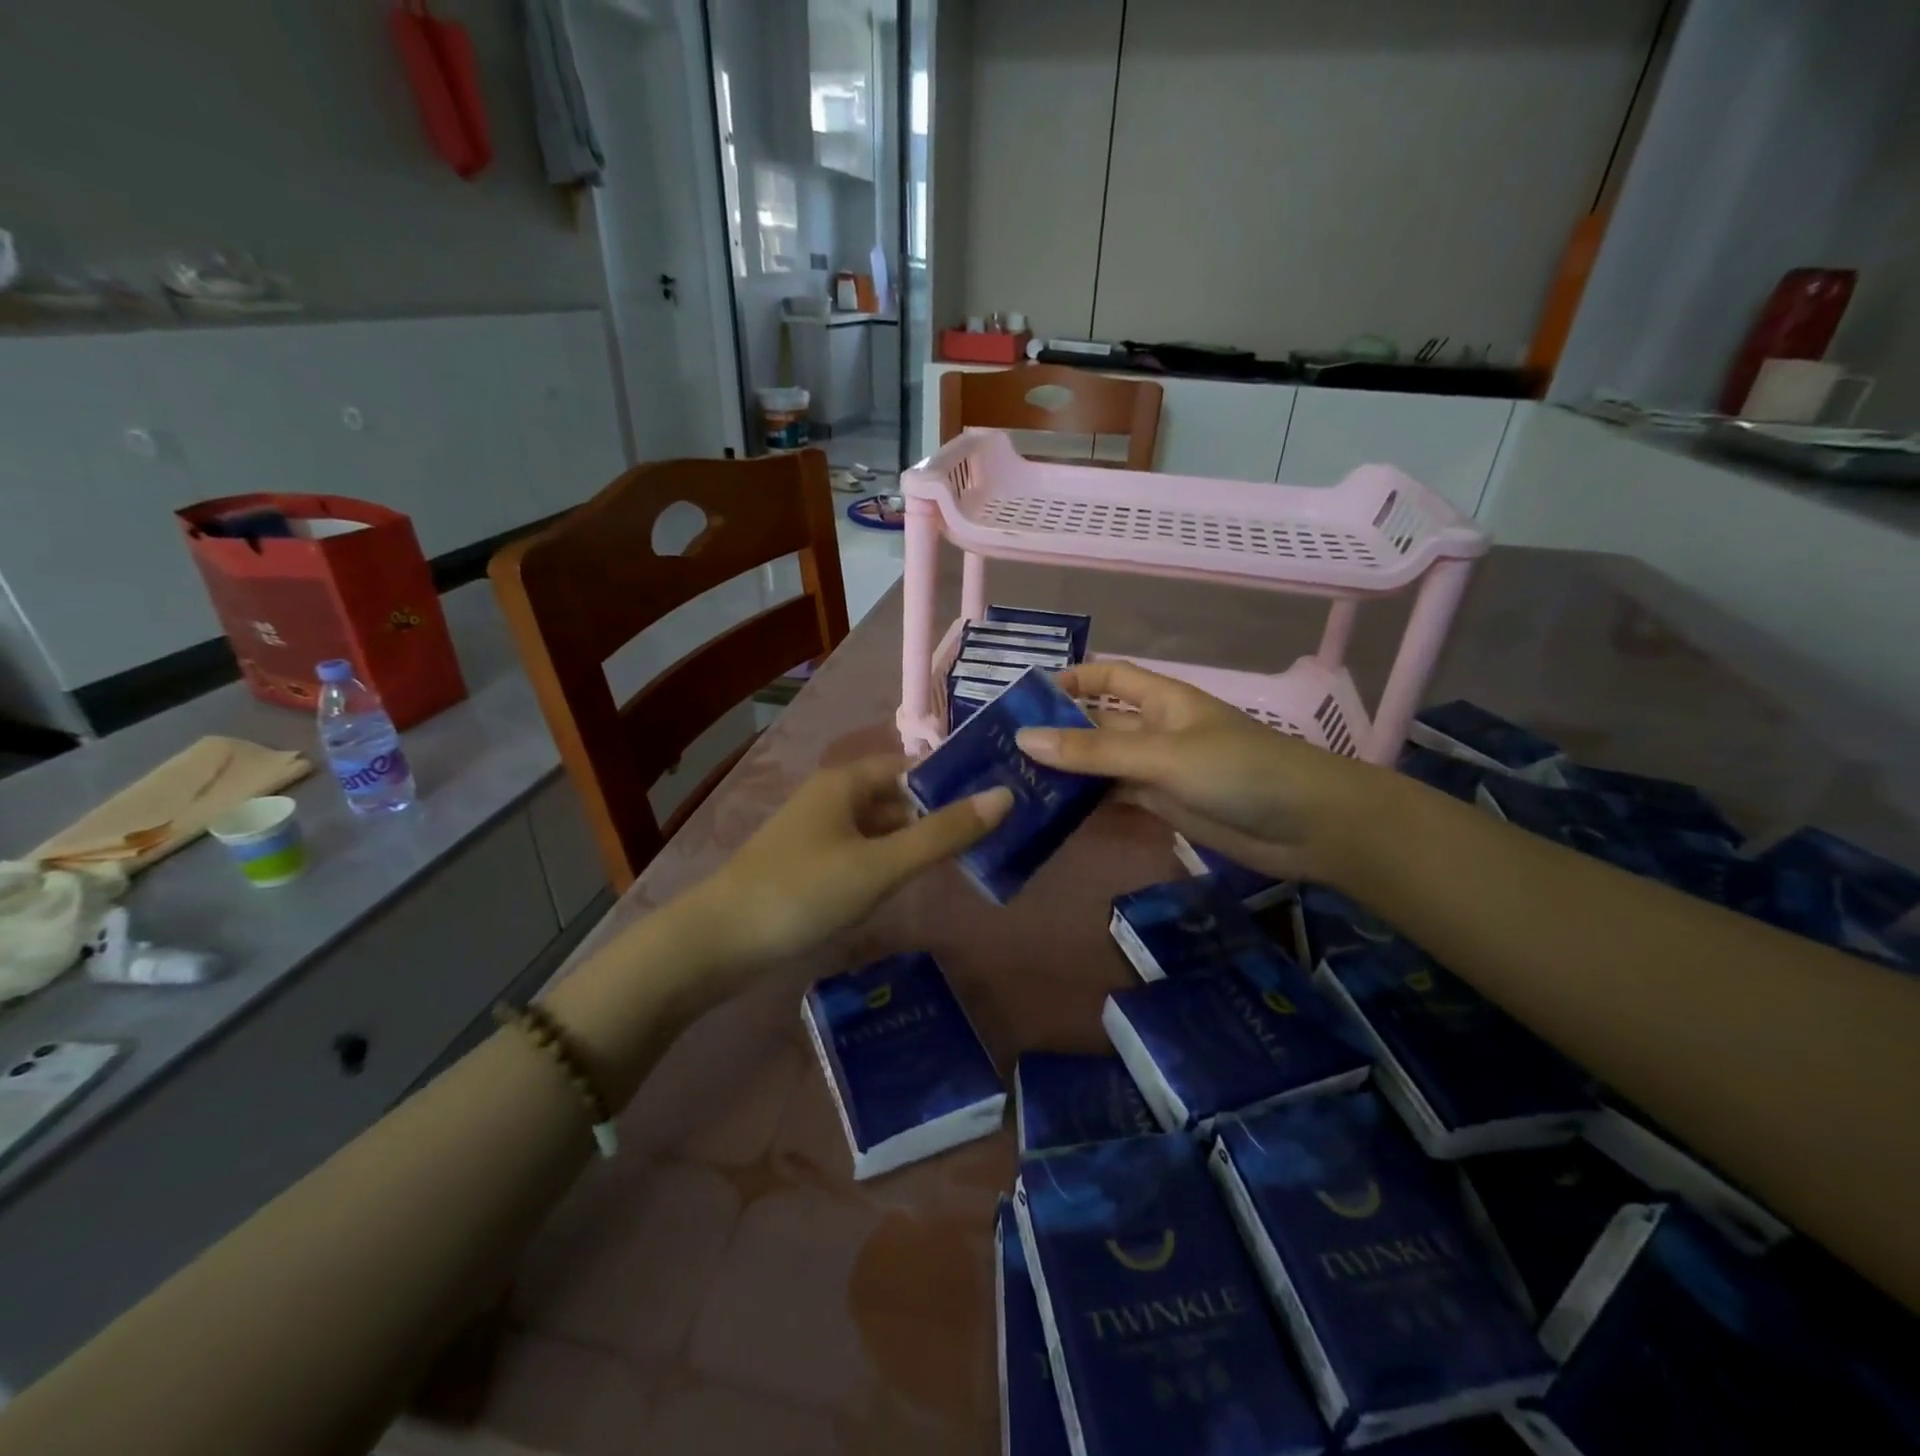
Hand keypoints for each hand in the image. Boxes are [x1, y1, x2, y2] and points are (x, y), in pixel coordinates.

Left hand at [691, 756, 1011, 965]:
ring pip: (881, 828)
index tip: (997, 795)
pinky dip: (890, 861)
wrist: (719, 942)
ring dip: (916, 840)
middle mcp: (832, 798)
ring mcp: (819, 833)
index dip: (952, 778)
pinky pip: (863, 853)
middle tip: (992, 834)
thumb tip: (1004, 795)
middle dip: (939, 813)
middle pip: (898, 797)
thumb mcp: (881, 864)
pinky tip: (913, 881)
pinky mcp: (811, 865)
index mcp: (846, 782)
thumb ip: (942, 834)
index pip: (912, 765)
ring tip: (967, 859)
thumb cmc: (804, 892)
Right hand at [1015, 660, 1384, 881]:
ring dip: (1067, 773)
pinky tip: (1051, 815)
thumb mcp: (1162, 755)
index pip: (1107, 677)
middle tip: (1002, 753)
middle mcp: (1155, 730)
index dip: (1070, 680)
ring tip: (1015, 785)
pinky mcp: (1164, 806)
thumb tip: (1023, 739)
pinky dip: (1087, 804)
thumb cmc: (1239, 771)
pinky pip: (1115, 798)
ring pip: (1102, 765)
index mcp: (1160, 700)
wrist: (1310, 827)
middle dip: (1056, 733)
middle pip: (1097, 724)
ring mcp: (1159, 770)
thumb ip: (1093, 752)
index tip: (1023, 699)